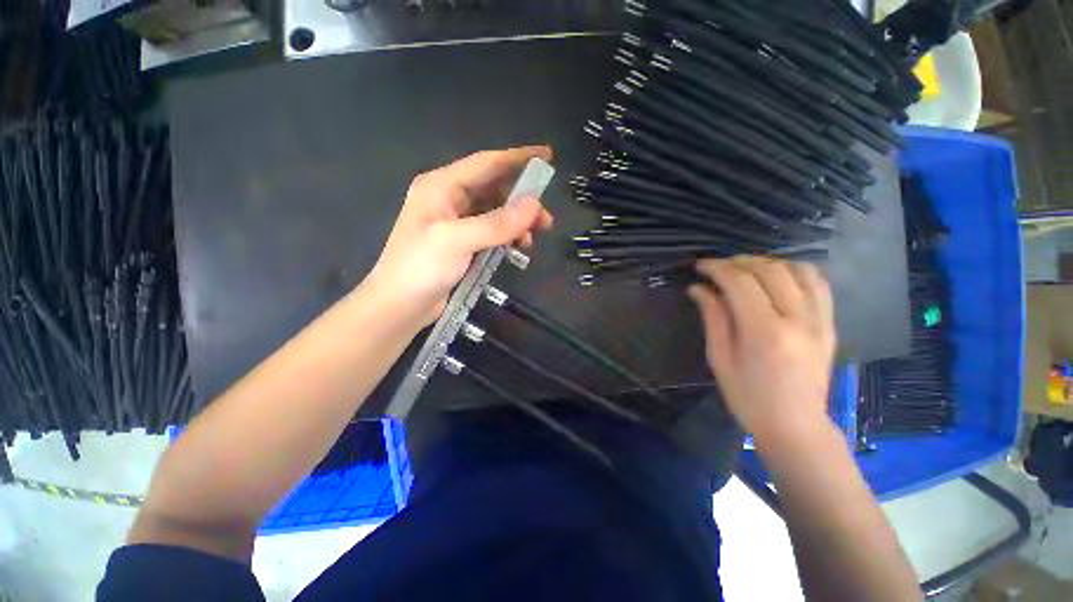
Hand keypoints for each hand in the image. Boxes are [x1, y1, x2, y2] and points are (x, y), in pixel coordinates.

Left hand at [366, 146, 554, 325]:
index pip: (486, 163)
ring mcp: (456, 221)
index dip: (518, 158)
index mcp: (441, 186)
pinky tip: (519, 246)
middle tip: (546, 218)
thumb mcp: (458, 241)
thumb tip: (534, 205)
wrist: (399, 306)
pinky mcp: (462, 242)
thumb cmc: (420, 268)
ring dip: (517, 221)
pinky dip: (507, 235)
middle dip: (522, 199)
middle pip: (494, 188)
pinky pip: (491, 230)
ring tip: (536, 236)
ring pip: (495, 211)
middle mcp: (449, 198)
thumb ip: (497, 223)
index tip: (547, 156)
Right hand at [687, 256, 836, 445]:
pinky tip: (777, 276)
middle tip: (718, 267)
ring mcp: (819, 320)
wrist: (795, 425)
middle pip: (770, 270)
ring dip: (767, 262)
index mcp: (765, 332)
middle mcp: (798, 320)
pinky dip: (795, 270)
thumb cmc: (747, 397)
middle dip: (739, 262)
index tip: (700, 266)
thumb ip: (713, 317)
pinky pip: (818, 283)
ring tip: (745, 269)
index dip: (717, 268)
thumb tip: (698, 288)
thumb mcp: (720, 358)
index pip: (740, 283)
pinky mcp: (830, 324)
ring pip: (797, 270)